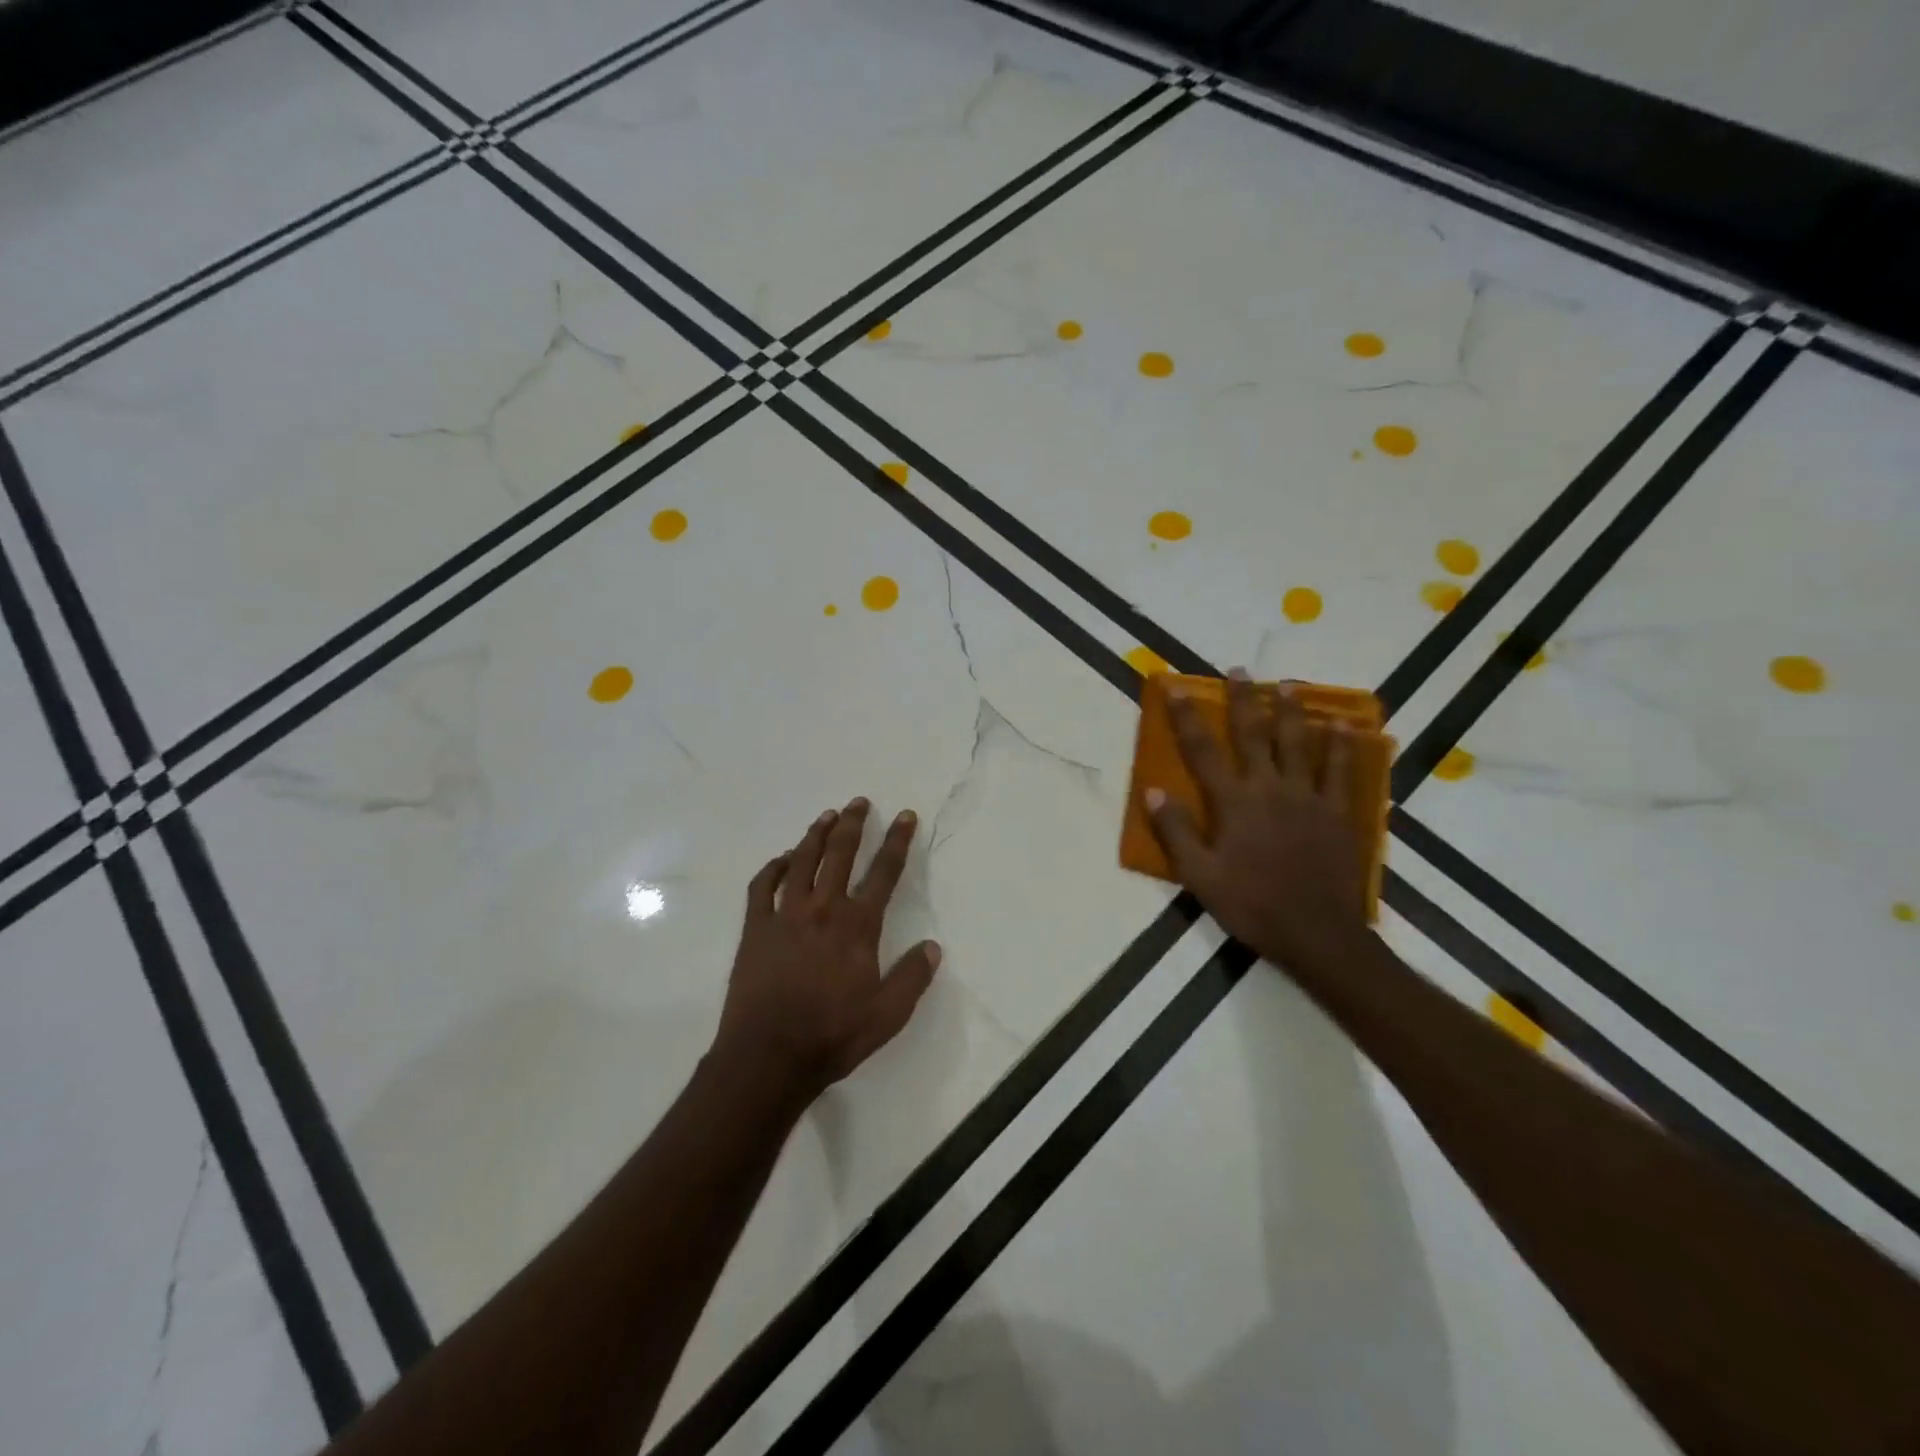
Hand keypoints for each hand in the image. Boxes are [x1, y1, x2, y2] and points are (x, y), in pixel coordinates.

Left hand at [712, 798, 940, 1103]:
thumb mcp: (887, 1016)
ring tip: (826, 816)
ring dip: (816, 835)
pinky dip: (773, 867)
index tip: (905, 816)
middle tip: (858, 802)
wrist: (767, 1057)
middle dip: (852, 824)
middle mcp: (822, 909)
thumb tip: (932, 947)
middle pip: (839, 854)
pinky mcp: (755, 929)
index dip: (897, 841)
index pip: (883, 873)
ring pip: (801, 861)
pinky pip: (762, 886)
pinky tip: (782, 859)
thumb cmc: (832, 1036)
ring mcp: (784, 916)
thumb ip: (912, 978)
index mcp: (857, 926)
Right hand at [1146, 671, 1369, 967]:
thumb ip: (1177, 832)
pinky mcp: (1338, 812)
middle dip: (1244, 700)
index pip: (1203, 751)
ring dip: (1291, 712)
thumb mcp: (1200, 876)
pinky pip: (1340, 771)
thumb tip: (1154, 792)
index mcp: (1234, 802)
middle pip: (1254, 735)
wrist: (1317, 933)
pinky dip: (1340, 747)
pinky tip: (1342, 728)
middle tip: (1241, 670)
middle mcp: (1270, 788)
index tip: (1178, 687)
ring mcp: (1308, 797)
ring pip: (1299, 744)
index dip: (1188, 717)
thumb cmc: (1252, 905)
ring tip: (1288, 685)